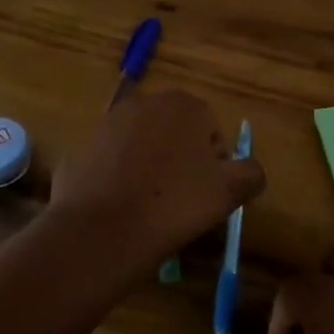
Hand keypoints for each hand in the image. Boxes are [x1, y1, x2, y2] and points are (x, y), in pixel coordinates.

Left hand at [47, 90, 265, 271]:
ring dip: (148, 167)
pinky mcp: (82, 146)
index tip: (206, 195)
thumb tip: (250, 170)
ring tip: (148, 206)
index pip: (211, 131)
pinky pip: (111, 161)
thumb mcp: (229, 193)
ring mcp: (108, 122)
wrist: (101, 230)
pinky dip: (117, 178)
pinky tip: (119, 207)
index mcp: (185, 105)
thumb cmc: (174, 205)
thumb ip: (250, 173)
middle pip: (175, 133)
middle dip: (180, 160)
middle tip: (180, 201)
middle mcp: (145, 102)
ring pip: (142, 145)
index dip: (214, 165)